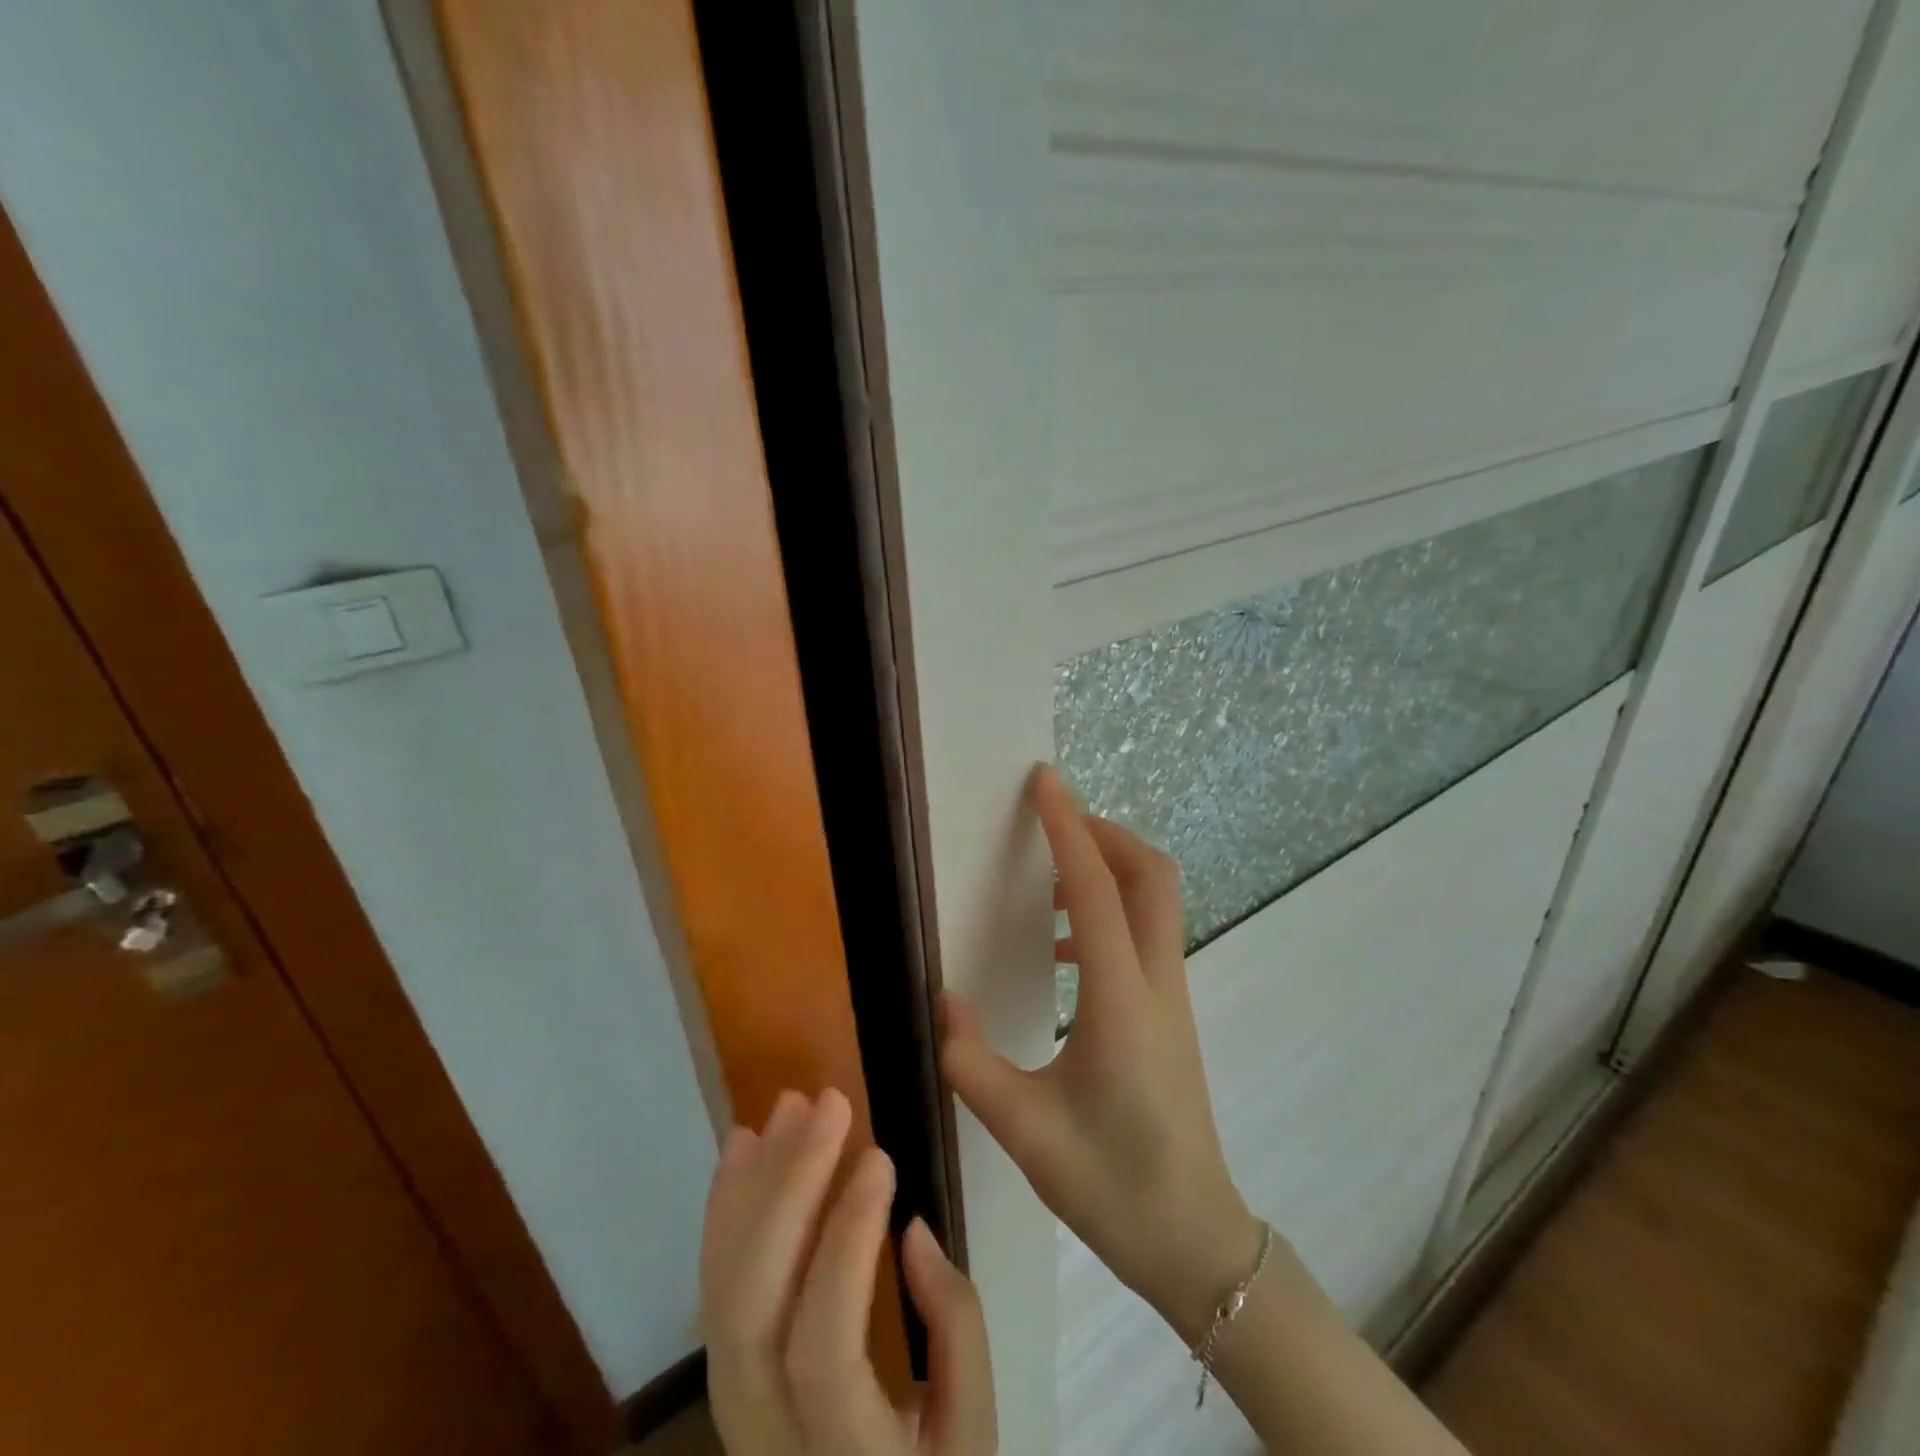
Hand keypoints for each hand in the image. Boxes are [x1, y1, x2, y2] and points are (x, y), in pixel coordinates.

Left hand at [700, 1088, 996, 1455]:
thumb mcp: (971, 1427)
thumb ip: (954, 1327)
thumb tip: (909, 1229)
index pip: (824, 1347)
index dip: (846, 1246)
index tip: (880, 1157)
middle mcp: (765, 1436)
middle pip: (754, 1306)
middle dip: (790, 1187)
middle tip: (829, 1103)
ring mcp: (732, 1406)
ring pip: (723, 1287)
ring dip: (757, 1182)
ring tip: (789, 1107)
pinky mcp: (724, 1372)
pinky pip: (714, 1285)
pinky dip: (727, 1207)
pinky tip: (742, 1148)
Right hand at [940, 765, 1264, 1342]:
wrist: (1194, 1239)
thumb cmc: (1111, 1185)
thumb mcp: (1024, 1131)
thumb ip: (971, 1062)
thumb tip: (942, 1000)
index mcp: (1119, 999)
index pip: (1093, 887)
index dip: (1067, 826)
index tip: (1045, 780)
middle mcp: (1155, 981)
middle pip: (1150, 873)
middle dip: (1104, 832)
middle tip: (1052, 823)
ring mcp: (1172, 995)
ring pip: (1155, 900)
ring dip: (1108, 869)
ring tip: (1047, 886)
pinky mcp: (1170, 1011)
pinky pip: (1146, 933)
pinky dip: (1109, 911)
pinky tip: (1064, 952)